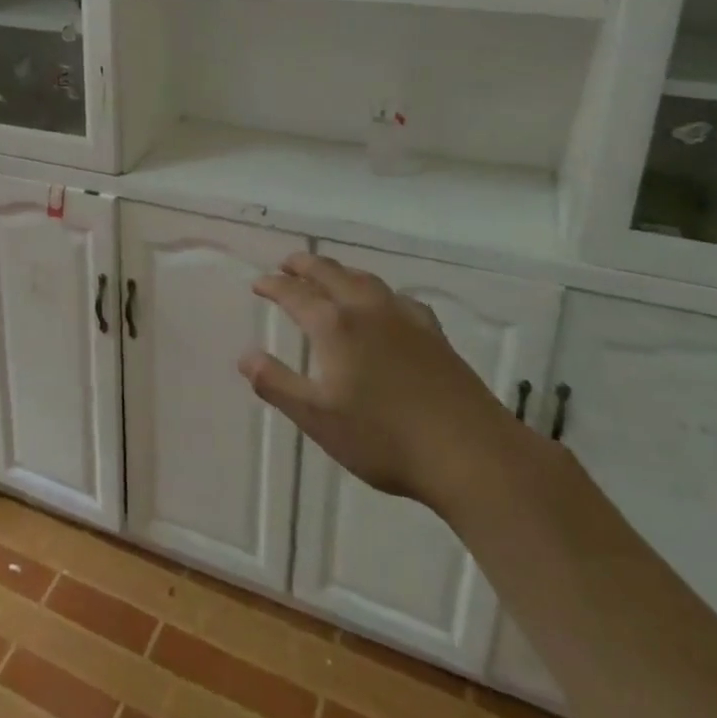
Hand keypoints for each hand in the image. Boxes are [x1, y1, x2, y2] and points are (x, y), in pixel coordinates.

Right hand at [240, 252, 522, 513]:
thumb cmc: (384, 439)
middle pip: (331, 274)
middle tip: (287, 263)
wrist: (472, 454)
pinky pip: (396, 297)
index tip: (258, 283)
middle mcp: (367, 310)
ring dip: (339, 271)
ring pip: (365, 279)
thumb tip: (244, 355)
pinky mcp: (433, 334)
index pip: (295, 294)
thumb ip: (276, 384)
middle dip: (305, 265)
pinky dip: (377, 291)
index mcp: (335, 326)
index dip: (273, 285)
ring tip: (328, 274)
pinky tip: (384, 305)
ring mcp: (405, 319)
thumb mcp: (317, 418)